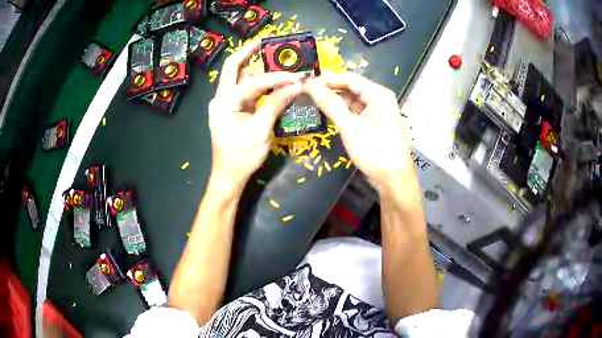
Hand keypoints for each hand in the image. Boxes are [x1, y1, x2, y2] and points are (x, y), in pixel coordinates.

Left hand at [208, 40, 303, 194]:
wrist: (229, 176)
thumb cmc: (242, 156)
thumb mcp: (261, 131)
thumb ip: (276, 104)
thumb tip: (296, 86)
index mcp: (225, 102)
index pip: (253, 82)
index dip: (277, 78)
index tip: (297, 76)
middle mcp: (221, 98)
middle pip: (232, 67)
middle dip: (248, 53)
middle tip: (264, 42)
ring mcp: (226, 103)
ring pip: (239, 77)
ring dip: (254, 66)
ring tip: (270, 54)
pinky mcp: (232, 110)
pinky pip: (245, 90)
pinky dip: (257, 83)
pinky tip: (269, 78)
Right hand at [305, 73, 417, 201]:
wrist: (394, 180)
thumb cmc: (375, 151)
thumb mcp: (350, 126)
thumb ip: (330, 104)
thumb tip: (311, 85)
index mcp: (378, 94)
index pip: (349, 78)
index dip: (327, 79)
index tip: (307, 82)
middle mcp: (380, 99)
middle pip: (351, 88)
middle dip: (330, 89)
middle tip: (307, 92)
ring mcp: (378, 112)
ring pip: (353, 100)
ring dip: (335, 101)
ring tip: (313, 101)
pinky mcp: (375, 124)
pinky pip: (356, 112)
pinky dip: (343, 112)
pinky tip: (329, 114)